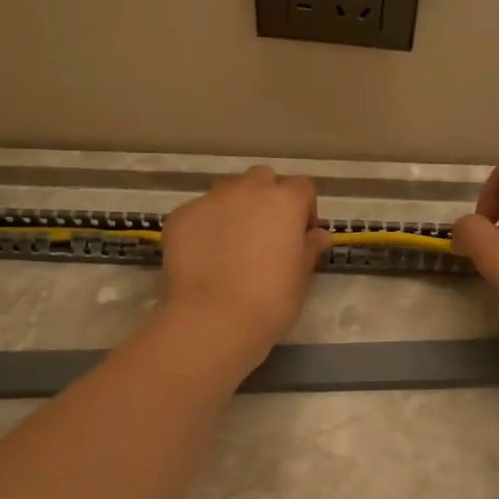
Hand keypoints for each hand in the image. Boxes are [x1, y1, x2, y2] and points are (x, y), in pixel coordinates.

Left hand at [160, 166, 330, 367]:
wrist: (213, 319)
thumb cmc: (270, 301)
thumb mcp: (301, 278)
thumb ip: (310, 249)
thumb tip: (318, 235)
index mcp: (284, 202)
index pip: (302, 187)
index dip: (304, 209)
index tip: (301, 235)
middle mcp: (248, 191)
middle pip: (262, 178)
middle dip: (266, 197)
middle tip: (265, 232)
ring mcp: (210, 200)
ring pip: (227, 190)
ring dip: (235, 206)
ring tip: (231, 242)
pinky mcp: (180, 216)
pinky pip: (198, 212)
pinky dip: (205, 226)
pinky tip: (204, 256)